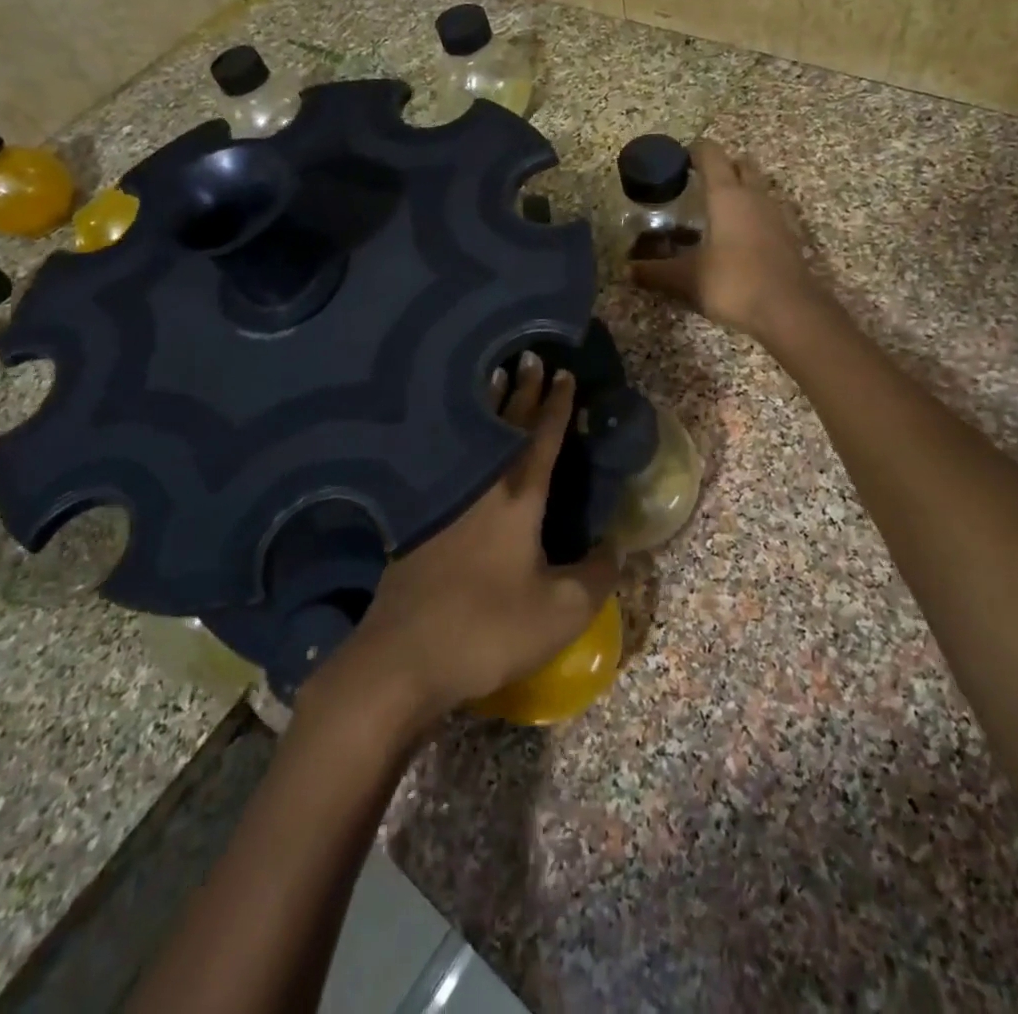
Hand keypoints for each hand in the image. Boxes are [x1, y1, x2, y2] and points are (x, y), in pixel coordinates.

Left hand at [316, 355, 620, 732]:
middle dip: (521, 391)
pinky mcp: (419, 522)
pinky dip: (460, 439)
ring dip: (487, 407)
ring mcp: (443, 502)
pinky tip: (457, 446)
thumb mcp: (561, 613)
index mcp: (517, 498)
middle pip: (503, 427)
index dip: (556, 406)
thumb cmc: (489, 629)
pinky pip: (449, 463)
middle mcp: (479, 487)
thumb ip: (596, 576)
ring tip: (492, 377)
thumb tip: (615, 546)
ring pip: (471, 439)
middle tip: (528, 357)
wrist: (402, 658)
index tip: (564, 374)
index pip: (542, 438)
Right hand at [630, 139, 820, 342]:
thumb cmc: (734, 283)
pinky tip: (738, 238)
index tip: (677, 161)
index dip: (693, 151)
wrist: (789, 310)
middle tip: (697, 185)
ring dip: (740, 191)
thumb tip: (627, 270)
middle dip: (721, 167)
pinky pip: (768, 213)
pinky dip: (753, 216)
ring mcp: (776, 215)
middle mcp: (755, 195)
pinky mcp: (789, 236)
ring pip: (757, 188)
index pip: (711, 154)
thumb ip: (655, 271)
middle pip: (740, 165)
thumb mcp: (687, 279)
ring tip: (715, 212)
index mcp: (727, 195)